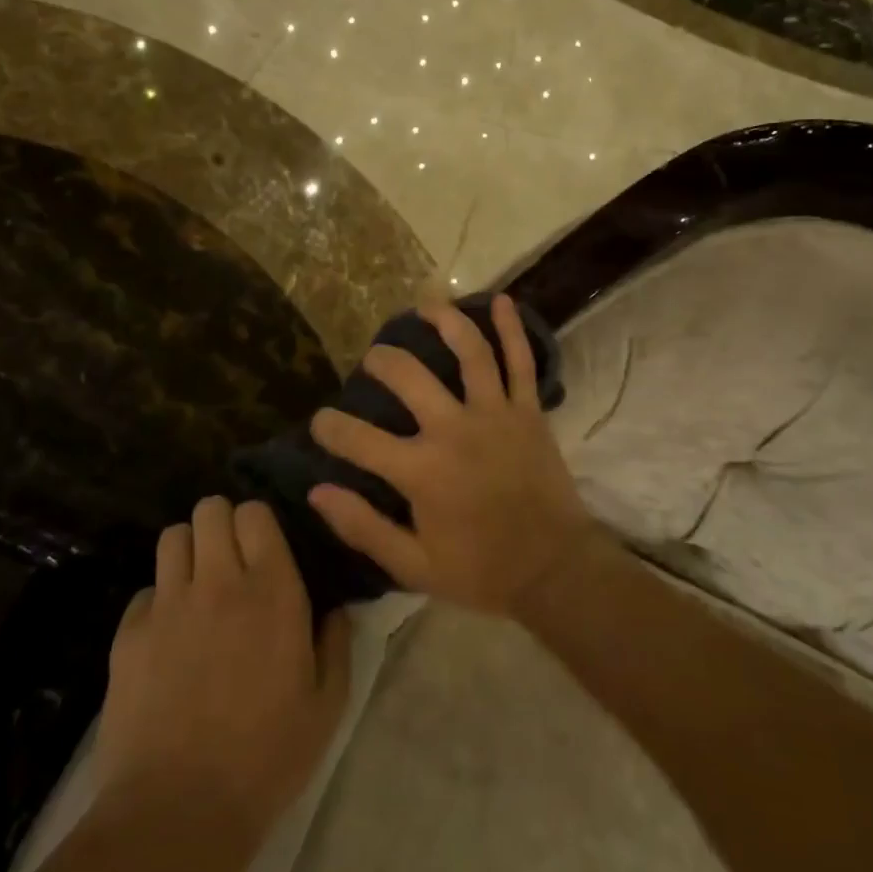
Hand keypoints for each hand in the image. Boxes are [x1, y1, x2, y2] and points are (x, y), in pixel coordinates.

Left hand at [96, 498, 351, 846]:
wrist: (177, 814)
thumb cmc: (267, 758)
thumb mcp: (327, 705)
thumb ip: (335, 643)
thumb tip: (333, 609)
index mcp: (273, 589)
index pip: (256, 513)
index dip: (259, 523)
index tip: (265, 549)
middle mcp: (219, 581)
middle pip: (210, 509)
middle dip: (221, 524)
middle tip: (230, 560)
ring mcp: (169, 605)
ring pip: (172, 537)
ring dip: (189, 551)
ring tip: (198, 585)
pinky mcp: (129, 635)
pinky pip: (145, 592)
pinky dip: (158, 602)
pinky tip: (167, 638)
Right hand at [307, 295, 598, 617]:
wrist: (555, 570)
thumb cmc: (481, 571)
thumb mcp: (413, 566)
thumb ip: (363, 527)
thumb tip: (317, 492)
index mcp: (422, 472)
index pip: (359, 440)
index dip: (331, 428)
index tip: (321, 422)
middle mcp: (455, 431)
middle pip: (409, 377)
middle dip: (382, 362)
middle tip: (373, 360)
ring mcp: (496, 415)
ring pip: (469, 352)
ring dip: (445, 321)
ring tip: (425, 305)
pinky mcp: (528, 411)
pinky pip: (521, 362)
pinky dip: (512, 328)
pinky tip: (500, 300)